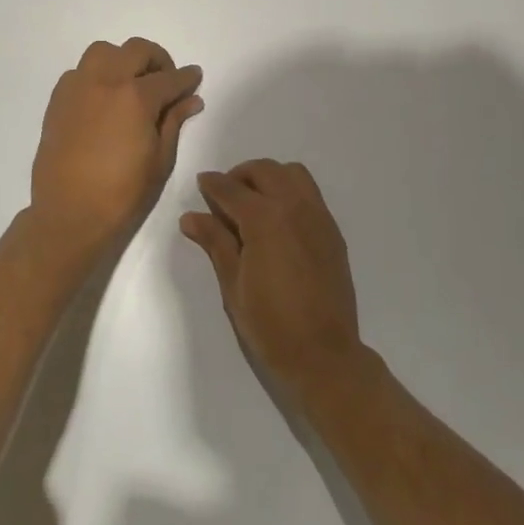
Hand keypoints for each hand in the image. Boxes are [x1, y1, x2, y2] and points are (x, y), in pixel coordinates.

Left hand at [30, 37, 204, 259]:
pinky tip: (104, 99)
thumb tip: (191, 99)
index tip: (194, 78)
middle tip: (166, 81)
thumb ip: (174, 122)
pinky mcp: (58, 101)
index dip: (187, 78)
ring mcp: (77, 89)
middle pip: (136, 50)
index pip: (170, 78)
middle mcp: (105, 82)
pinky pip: (79, 72)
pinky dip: (96, 75)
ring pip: (103, 52)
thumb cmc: (123, 194)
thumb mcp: (160, 160)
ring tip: (131, 84)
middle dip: (158, 60)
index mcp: (136, 97)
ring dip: (123, 60)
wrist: (70, 215)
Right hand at [181, 160, 363, 387]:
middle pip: (265, 170)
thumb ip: (216, 242)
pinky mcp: (332, 230)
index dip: (212, 184)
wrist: (324, 353)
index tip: (201, 183)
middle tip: (225, 195)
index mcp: (265, 219)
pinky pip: (310, 193)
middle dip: (240, 175)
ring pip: (293, 174)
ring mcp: (318, 216)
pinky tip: (278, 220)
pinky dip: (290, 192)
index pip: (231, 189)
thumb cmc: (270, 324)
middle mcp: (294, 207)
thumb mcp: (233, 284)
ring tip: (253, 202)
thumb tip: (191, 217)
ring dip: (270, 177)